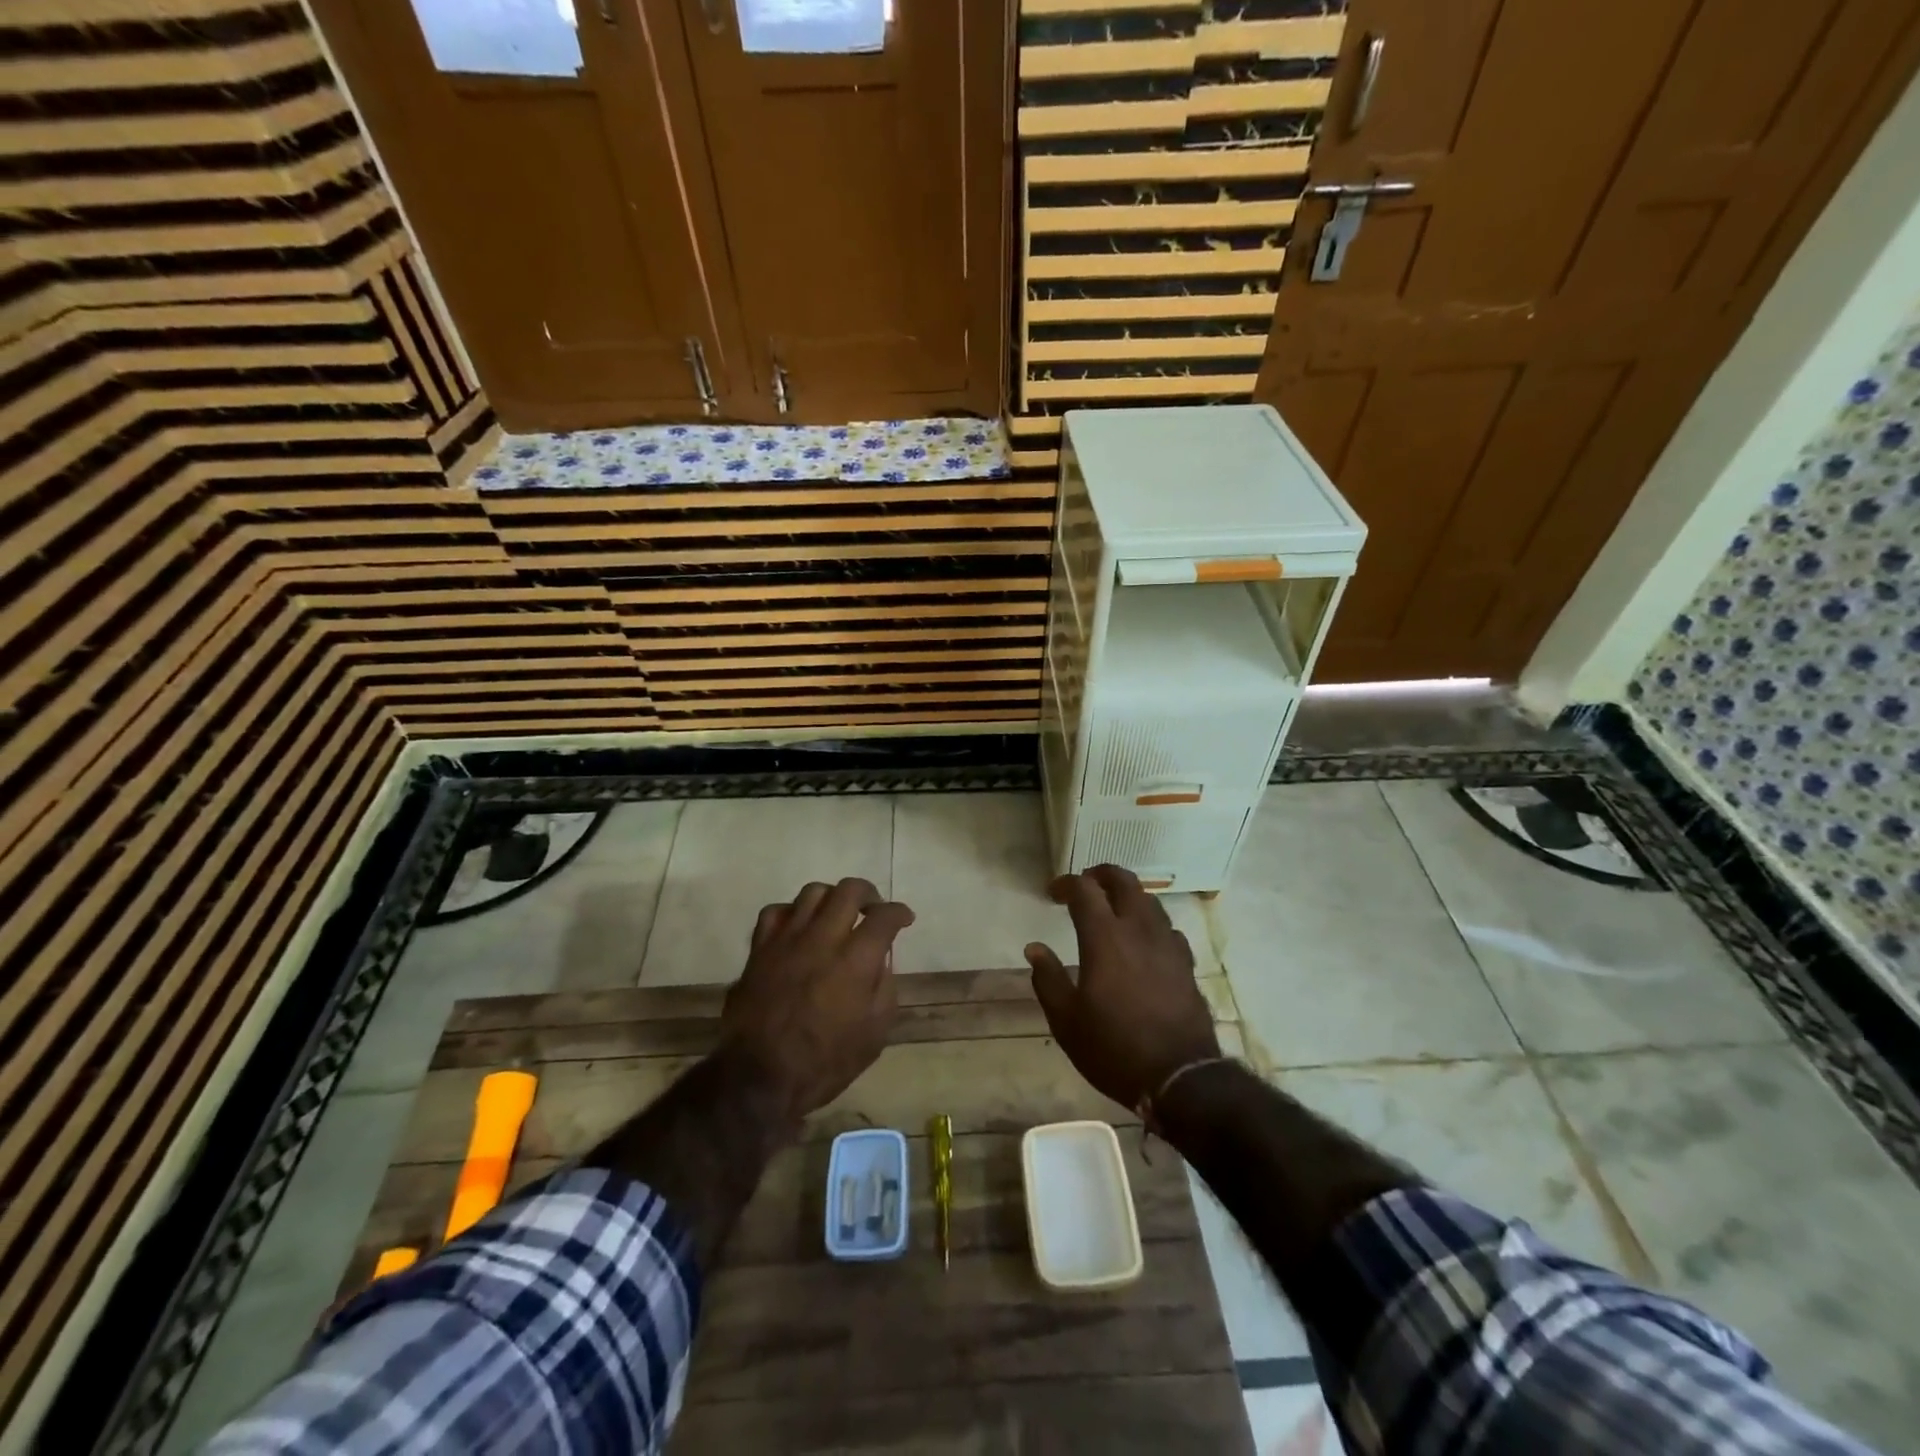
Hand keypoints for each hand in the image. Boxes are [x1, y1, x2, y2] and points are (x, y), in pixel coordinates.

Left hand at [720, 877, 914, 1125]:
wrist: (759, 1077)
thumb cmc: (824, 1063)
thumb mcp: (874, 1035)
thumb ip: (884, 990)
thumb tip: (881, 961)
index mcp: (856, 960)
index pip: (884, 917)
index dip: (899, 913)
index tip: (904, 919)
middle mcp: (823, 938)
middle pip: (850, 890)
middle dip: (869, 894)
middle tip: (873, 909)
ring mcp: (787, 939)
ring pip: (813, 892)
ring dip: (832, 898)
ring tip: (836, 914)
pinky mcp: (760, 948)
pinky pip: (776, 911)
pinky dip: (793, 913)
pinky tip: (798, 928)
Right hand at [1025, 865, 1220, 1112]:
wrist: (1180, 1078)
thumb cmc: (1114, 1049)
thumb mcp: (1067, 1021)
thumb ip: (1048, 979)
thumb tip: (1034, 948)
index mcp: (1105, 938)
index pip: (1085, 890)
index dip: (1067, 883)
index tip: (1053, 892)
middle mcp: (1139, 930)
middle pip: (1125, 882)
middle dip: (1102, 874)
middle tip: (1086, 884)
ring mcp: (1168, 945)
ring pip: (1150, 901)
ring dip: (1128, 896)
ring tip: (1113, 908)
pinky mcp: (1186, 964)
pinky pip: (1168, 928)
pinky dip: (1150, 923)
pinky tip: (1144, 941)